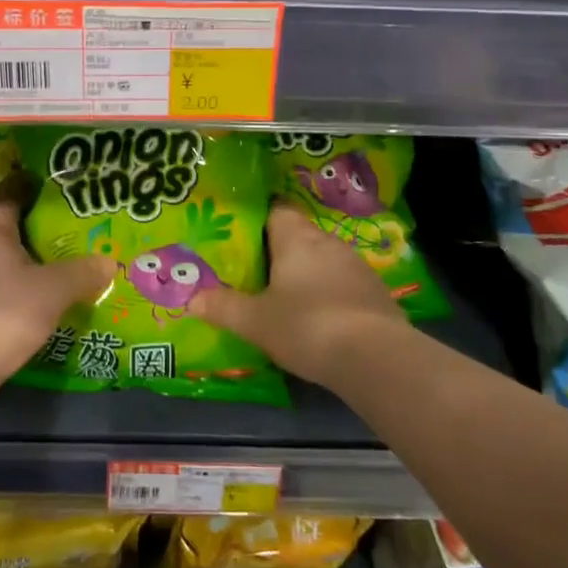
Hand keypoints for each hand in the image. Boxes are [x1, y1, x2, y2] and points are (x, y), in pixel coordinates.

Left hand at [0, 174, 115, 414]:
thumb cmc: (4, 311)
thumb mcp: (53, 289)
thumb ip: (82, 273)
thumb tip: (109, 261)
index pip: (5, 196)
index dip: (23, 184)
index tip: (45, 177)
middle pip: (6, 230)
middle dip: (35, 226)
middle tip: (70, 223)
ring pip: (5, 264)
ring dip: (30, 262)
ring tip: (64, 263)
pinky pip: (3, 292)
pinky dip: (24, 292)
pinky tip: (46, 302)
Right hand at [190, 202, 407, 385]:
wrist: (376, 358)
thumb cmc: (307, 326)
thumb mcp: (255, 322)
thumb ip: (223, 307)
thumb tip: (191, 299)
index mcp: (296, 238)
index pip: (277, 210)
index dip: (259, 220)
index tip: (242, 238)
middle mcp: (328, 242)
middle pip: (299, 236)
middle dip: (280, 252)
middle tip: (256, 273)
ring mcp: (357, 266)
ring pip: (323, 260)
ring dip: (307, 275)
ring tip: (286, 298)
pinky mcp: (376, 292)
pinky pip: (344, 284)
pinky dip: (330, 295)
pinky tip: (320, 319)